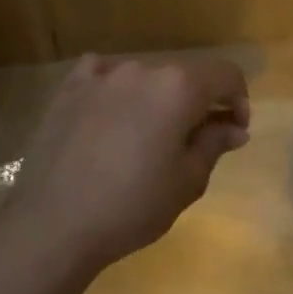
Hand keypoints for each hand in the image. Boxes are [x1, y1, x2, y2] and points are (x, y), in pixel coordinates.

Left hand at [0, 55, 250, 273]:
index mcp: (179, 87)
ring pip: (146, 76)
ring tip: (151, 136)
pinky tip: (112, 112)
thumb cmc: (132, 206)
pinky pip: (103, 74)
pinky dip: (116, 87)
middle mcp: (143, 69)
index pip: (226, 74)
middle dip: (200, 101)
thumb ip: (214, 144)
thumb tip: (234, 128)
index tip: (234, 131)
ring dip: (160, 97)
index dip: (238, 99)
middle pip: (186, 74)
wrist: (54, 223)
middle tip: (197, 140)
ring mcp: (102, 75)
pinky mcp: (70, 88)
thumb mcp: (187, 181)